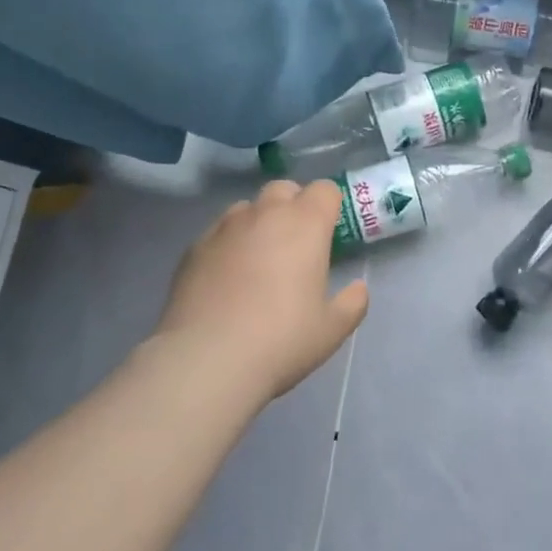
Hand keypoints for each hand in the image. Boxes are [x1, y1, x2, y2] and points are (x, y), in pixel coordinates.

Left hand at [153, 180, 368, 404]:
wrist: (206, 361)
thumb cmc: (281, 340)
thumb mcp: (332, 329)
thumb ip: (352, 302)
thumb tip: (358, 289)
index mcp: (306, 224)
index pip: (324, 190)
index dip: (330, 205)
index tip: (330, 231)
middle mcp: (265, 214)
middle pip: (283, 189)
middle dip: (293, 205)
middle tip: (296, 243)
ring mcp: (225, 228)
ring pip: (247, 208)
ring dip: (258, 222)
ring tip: (258, 259)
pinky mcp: (193, 249)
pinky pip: (218, 233)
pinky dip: (228, 244)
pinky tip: (226, 279)